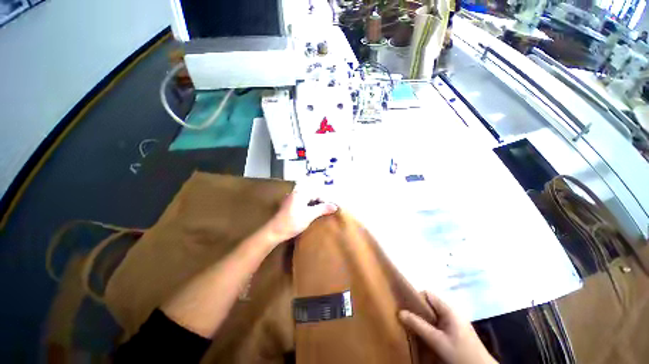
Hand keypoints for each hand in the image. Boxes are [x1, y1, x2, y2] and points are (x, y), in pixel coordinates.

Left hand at [263, 188, 337, 243]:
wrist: (274, 231)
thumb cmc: (292, 223)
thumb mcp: (309, 216)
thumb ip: (322, 209)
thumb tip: (335, 206)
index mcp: (301, 193)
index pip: (317, 192)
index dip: (325, 200)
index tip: (331, 208)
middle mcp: (296, 192)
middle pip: (312, 191)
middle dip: (321, 198)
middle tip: (328, 206)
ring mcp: (292, 197)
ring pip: (308, 195)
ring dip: (315, 201)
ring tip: (321, 209)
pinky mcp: (290, 203)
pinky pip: (303, 199)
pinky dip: (309, 203)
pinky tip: (312, 210)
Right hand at [399, 292, 496, 363]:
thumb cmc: (461, 353)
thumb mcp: (438, 341)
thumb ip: (419, 326)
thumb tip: (400, 312)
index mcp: (449, 308)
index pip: (428, 293)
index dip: (416, 298)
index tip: (407, 309)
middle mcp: (452, 310)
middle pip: (430, 303)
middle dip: (418, 309)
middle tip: (408, 318)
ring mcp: (455, 320)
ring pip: (434, 312)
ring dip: (424, 318)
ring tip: (415, 326)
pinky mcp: (456, 329)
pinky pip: (438, 321)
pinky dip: (430, 324)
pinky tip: (426, 333)